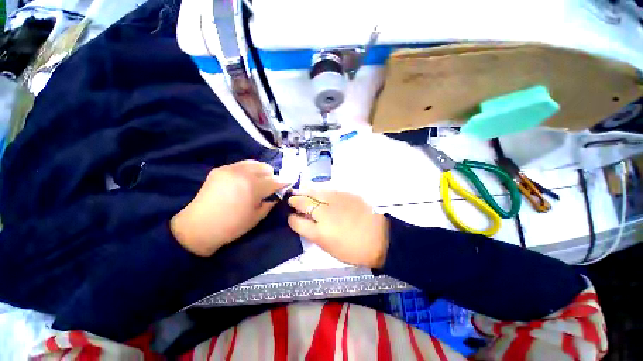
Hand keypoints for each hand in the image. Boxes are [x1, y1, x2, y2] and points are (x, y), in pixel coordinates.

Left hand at [171, 160, 284, 256]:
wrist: (198, 227)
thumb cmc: (232, 226)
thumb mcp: (257, 217)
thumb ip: (270, 203)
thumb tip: (276, 195)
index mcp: (253, 187)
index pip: (275, 181)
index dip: (283, 183)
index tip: (288, 183)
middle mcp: (243, 173)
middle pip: (265, 168)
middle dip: (271, 176)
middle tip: (270, 186)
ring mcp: (230, 169)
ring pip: (253, 163)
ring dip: (260, 171)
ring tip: (257, 181)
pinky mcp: (220, 169)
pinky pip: (240, 165)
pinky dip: (247, 170)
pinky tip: (244, 181)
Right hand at [287, 191, 388, 267]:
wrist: (379, 237)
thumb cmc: (354, 249)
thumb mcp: (330, 249)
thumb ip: (315, 234)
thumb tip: (305, 223)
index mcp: (319, 233)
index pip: (296, 222)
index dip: (291, 219)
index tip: (290, 217)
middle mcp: (324, 214)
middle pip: (302, 203)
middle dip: (293, 201)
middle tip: (290, 200)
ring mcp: (335, 201)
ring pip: (313, 191)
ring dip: (303, 191)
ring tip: (298, 191)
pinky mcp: (345, 193)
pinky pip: (326, 188)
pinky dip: (318, 189)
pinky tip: (316, 190)